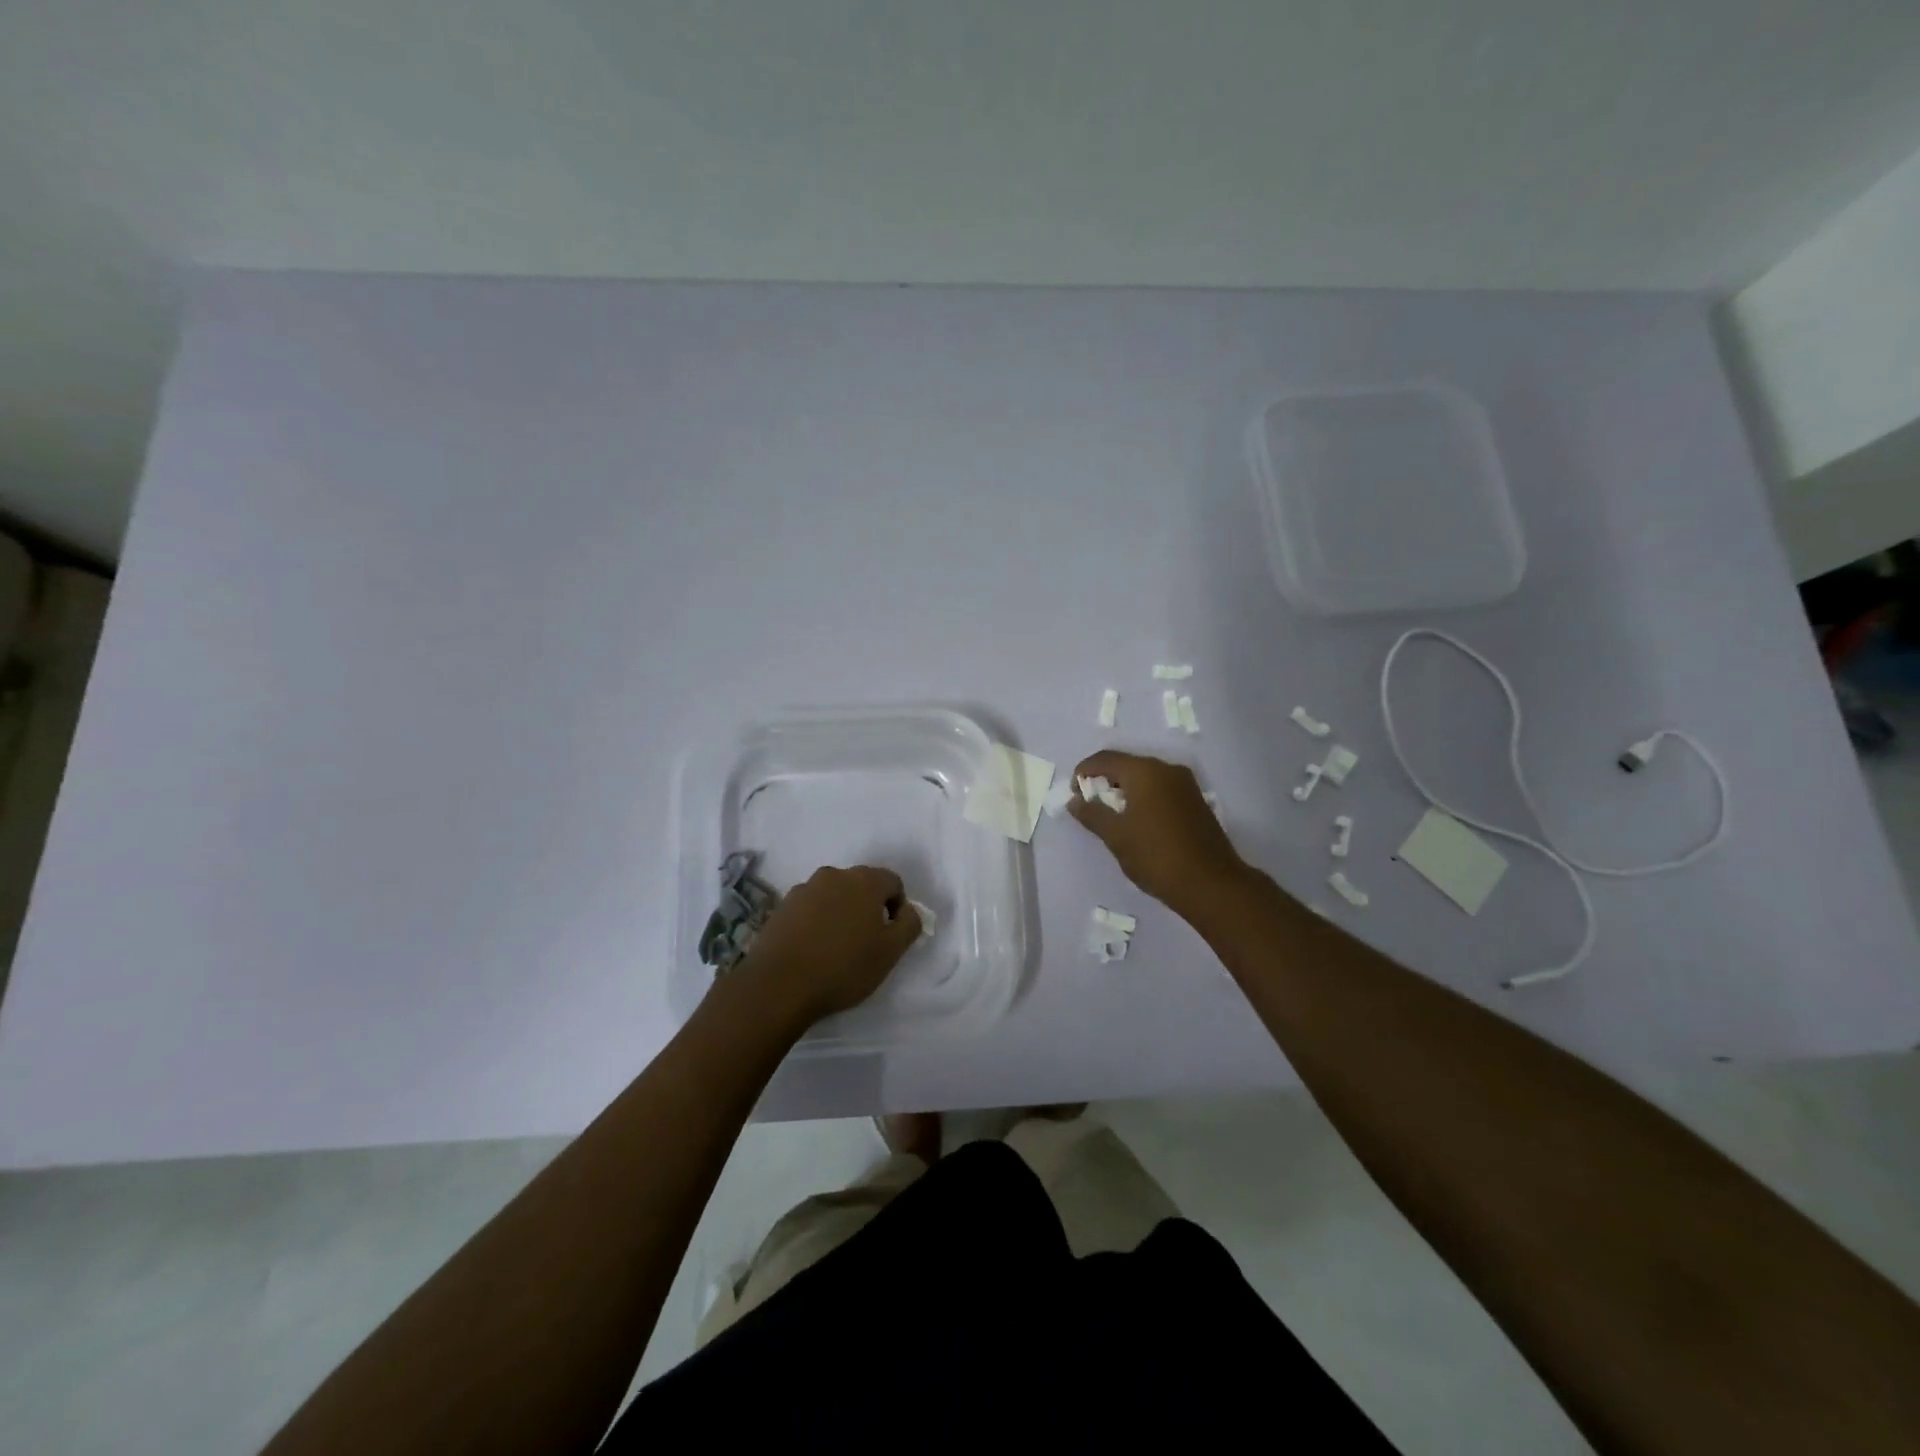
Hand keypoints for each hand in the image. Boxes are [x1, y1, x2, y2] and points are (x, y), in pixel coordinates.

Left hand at [739, 865, 921, 1024]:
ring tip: (835, 947)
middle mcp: (834, 875)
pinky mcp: (782, 906)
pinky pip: (810, 907)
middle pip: (862, 885)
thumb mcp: (891, 952)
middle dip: (868, 908)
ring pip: (834, 895)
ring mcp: (804, 888)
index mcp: (864, 880)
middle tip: (865, 942)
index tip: (889, 936)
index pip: (893, 882)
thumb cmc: (843, 967)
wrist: (778, 985)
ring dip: (841, 913)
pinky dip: (816, 921)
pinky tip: (812, 949)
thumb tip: (907, 911)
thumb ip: (910, 924)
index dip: (897, 908)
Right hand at [1068, 751, 1247, 913]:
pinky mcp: (1196, 801)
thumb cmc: (1156, 856)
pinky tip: (1137, 821)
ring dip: (1125, 790)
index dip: (1084, 772)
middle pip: (1127, 765)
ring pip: (1146, 777)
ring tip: (1112, 815)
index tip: (1074, 793)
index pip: (1105, 759)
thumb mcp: (1116, 836)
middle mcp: (1167, 769)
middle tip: (1090, 805)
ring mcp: (1186, 784)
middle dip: (1104, 780)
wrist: (1211, 884)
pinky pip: (1161, 789)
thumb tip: (1075, 801)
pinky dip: (1144, 797)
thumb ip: (1092, 814)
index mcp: (1145, 771)